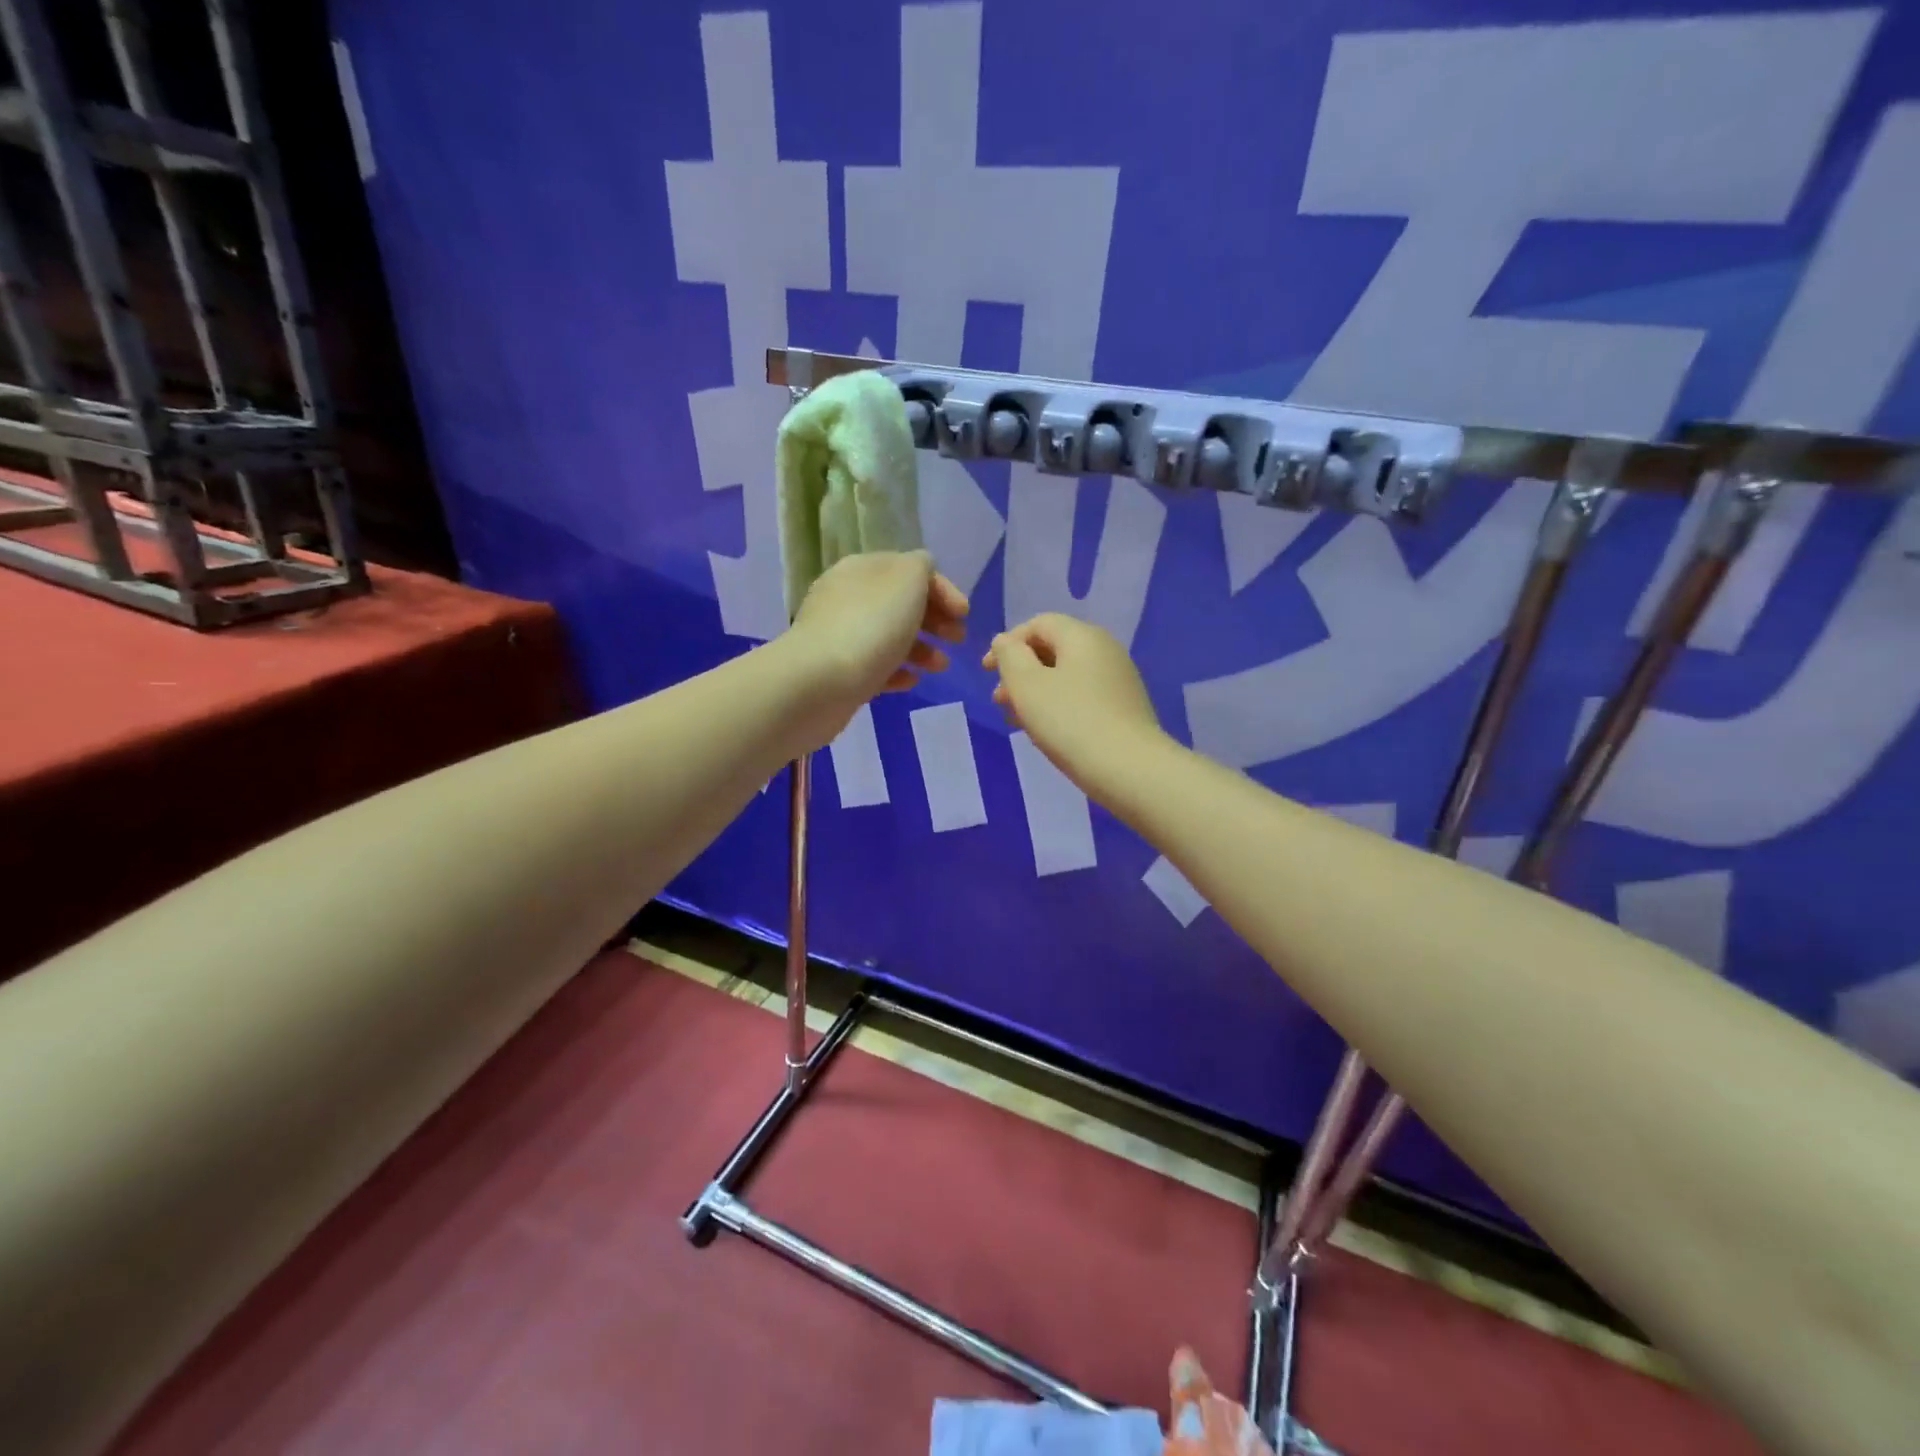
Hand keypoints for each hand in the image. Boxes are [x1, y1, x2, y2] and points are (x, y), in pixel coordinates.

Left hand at [789, 549, 967, 713]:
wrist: (818, 682)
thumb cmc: (871, 626)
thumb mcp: (907, 581)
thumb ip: (921, 568)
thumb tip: (922, 572)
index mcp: (863, 569)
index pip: (910, 569)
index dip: (943, 589)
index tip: (964, 615)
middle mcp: (848, 596)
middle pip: (900, 603)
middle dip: (934, 620)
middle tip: (956, 640)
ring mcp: (839, 635)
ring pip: (889, 636)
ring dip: (921, 649)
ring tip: (939, 667)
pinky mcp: (838, 672)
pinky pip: (874, 666)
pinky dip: (897, 671)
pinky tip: (911, 681)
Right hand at [984, 613, 1167, 799]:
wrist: (1128, 769)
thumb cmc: (1070, 721)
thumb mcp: (1027, 685)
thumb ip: (1009, 656)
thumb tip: (1005, 642)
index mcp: (1082, 636)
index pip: (1038, 623)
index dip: (1007, 643)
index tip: (987, 672)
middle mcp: (1105, 649)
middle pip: (1053, 648)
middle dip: (1020, 671)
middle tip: (999, 700)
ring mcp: (1118, 679)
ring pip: (1066, 676)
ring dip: (1035, 692)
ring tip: (1017, 720)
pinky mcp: (1124, 708)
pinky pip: (1082, 696)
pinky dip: (1057, 705)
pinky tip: (1046, 732)